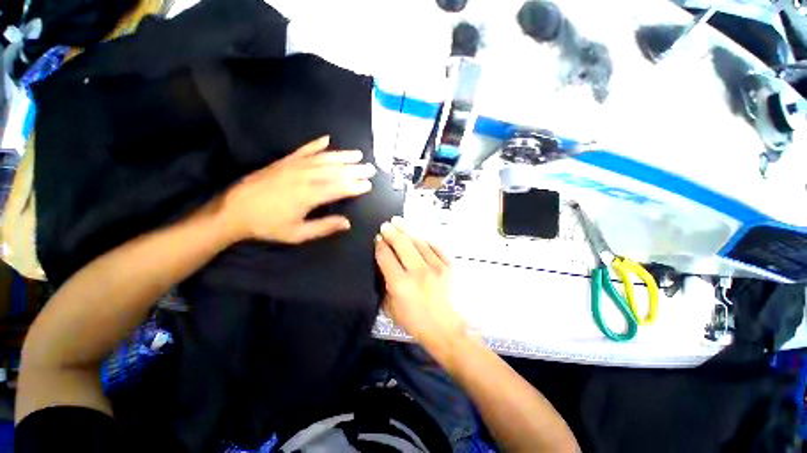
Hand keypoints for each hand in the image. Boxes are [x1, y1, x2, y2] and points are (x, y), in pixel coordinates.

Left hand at [222, 135, 375, 243]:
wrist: (239, 208)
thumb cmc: (268, 225)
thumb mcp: (296, 234)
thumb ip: (322, 227)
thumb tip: (346, 223)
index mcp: (310, 195)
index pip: (339, 188)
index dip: (355, 186)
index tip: (369, 184)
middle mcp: (306, 176)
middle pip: (335, 170)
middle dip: (354, 169)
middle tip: (371, 167)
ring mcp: (295, 165)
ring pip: (323, 158)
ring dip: (341, 155)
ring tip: (357, 153)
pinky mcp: (284, 161)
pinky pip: (304, 149)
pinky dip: (316, 144)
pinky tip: (327, 140)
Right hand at [375, 217, 464, 345]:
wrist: (443, 327)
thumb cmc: (414, 322)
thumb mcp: (390, 307)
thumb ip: (386, 285)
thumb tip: (385, 267)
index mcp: (400, 283)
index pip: (386, 256)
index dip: (379, 245)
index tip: (377, 238)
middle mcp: (417, 271)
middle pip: (402, 244)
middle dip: (392, 232)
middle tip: (386, 225)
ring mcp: (435, 267)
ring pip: (419, 242)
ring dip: (408, 231)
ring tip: (399, 222)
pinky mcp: (448, 267)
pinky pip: (435, 247)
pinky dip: (426, 240)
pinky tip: (419, 236)